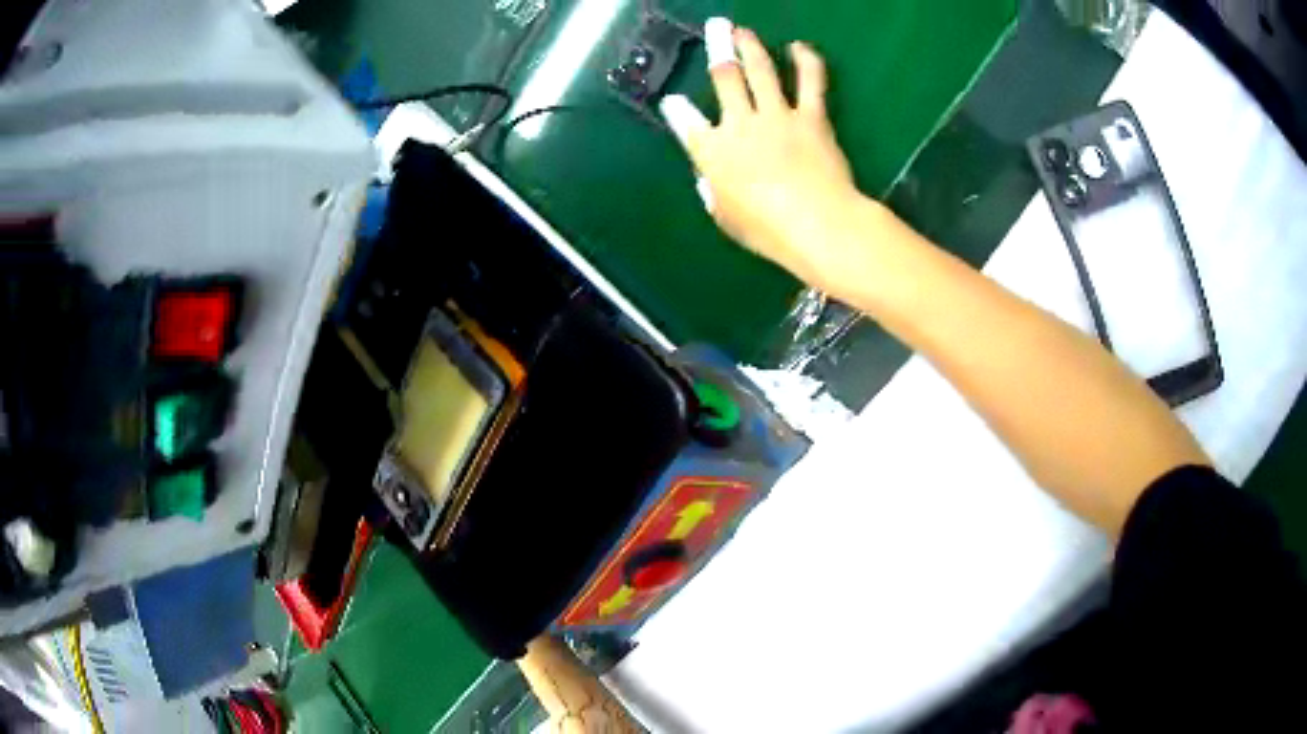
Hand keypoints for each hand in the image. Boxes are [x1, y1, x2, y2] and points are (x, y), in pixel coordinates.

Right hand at [661, 22, 869, 289]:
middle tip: (715, 29)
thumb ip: (715, 194)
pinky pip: (810, 81)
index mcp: (712, 152)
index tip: (673, 101)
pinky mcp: (811, 117)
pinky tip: (799, 47)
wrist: (817, 223)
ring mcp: (777, 115)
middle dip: (717, 50)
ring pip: (760, 69)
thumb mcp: (727, 219)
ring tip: (743, 30)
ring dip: (750, 45)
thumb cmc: (767, 231)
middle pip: (724, 77)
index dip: (677, 109)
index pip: (686, 123)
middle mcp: (739, 123)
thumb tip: (711, 181)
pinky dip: (806, 60)